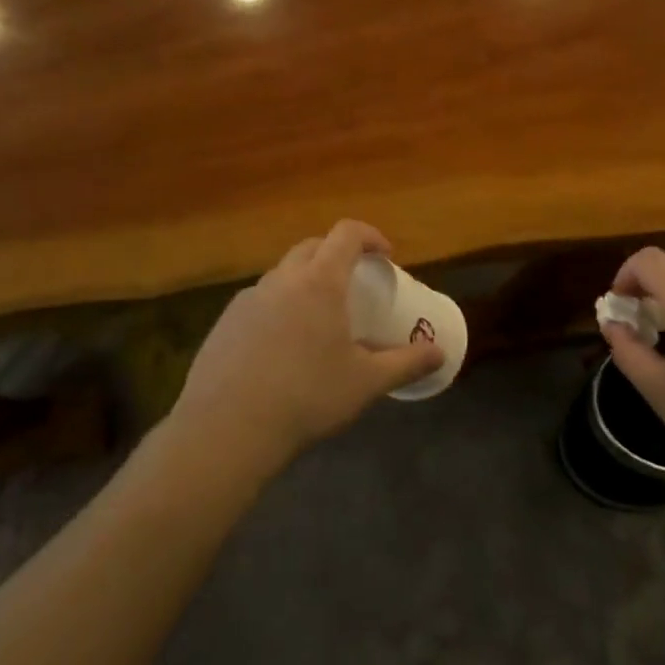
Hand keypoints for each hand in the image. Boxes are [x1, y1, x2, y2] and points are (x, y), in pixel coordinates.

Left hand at [170, 220, 445, 472]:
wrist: (226, 430)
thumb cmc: (307, 398)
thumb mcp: (366, 382)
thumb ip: (406, 363)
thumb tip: (440, 353)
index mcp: (319, 282)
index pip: (347, 234)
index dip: (370, 236)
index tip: (386, 256)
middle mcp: (282, 280)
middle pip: (312, 247)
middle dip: (337, 254)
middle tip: (354, 283)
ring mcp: (248, 299)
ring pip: (283, 274)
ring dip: (305, 282)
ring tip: (319, 319)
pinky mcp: (224, 323)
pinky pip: (259, 301)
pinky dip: (278, 308)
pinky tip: (282, 348)